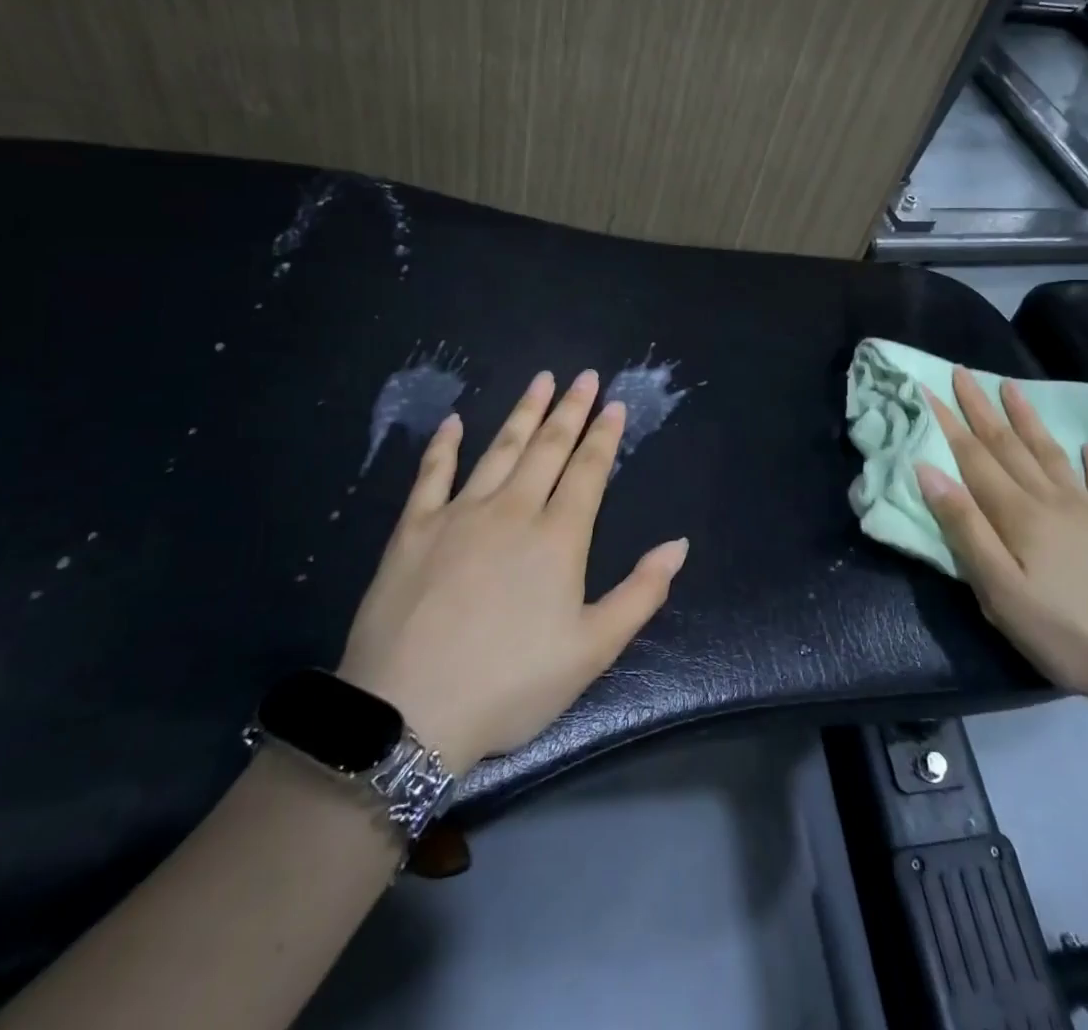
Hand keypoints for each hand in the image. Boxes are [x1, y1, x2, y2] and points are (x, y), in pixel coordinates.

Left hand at [336, 369, 688, 775]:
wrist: (409, 711)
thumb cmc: (510, 684)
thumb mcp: (592, 650)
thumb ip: (641, 593)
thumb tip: (678, 544)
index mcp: (558, 537)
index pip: (588, 471)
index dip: (604, 436)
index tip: (614, 403)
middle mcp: (513, 510)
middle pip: (548, 448)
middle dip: (570, 409)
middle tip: (583, 376)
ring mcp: (459, 513)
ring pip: (499, 449)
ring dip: (523, 413)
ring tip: (540, 381)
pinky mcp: (414, 527)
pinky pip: (432, 474)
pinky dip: (445, 445)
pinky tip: (455, 421)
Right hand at [915, 367, 1087, 712]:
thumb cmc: (1061, 631)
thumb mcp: (998, 589)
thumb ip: (964, 527)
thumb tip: (928, 471)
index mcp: (1018, 514)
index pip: (974, 457)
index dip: (949, 422)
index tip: (928, 388)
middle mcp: (1052, 500)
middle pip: (1009, 445)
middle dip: (981, 408)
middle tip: (963, 372)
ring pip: (1051, 454)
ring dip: (1027, 420)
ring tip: (1011, 388)